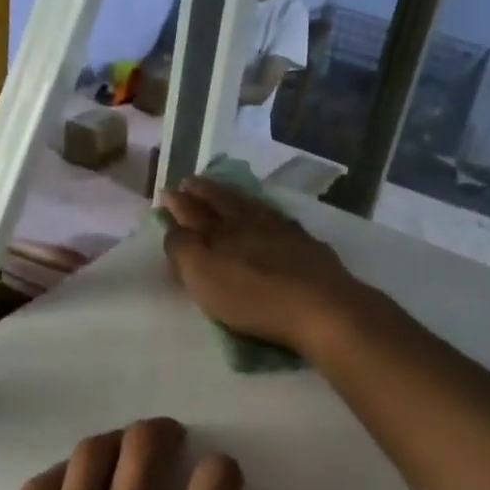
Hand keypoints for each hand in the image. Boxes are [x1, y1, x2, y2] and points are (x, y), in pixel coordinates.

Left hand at [0, 418, 299, 489]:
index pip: (213, 482)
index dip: (224, 472)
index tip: (221, 486)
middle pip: (145, 448)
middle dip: (165, 436)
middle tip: (171, 444)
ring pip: (90, 456)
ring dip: (116, 445)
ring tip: (123, 457)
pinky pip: (37, 489)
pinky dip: (62, 475)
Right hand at [159, 177, 370, 356]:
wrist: (321, 308)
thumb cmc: (253, 297)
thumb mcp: (203, 275)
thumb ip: (182, 249)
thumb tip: (173, 227)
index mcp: (222, 229)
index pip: (194, 211)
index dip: (180, 203)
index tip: (168, 192)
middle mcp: (251, 222)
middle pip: (224, 202)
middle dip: (205, 192)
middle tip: (191, 181)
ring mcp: (284, 232)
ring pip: (253, 207)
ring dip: (236, 198)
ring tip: (227, 194)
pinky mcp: (309, 247)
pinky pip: (280, 221)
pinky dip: (267, 215)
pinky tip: (270, 218)